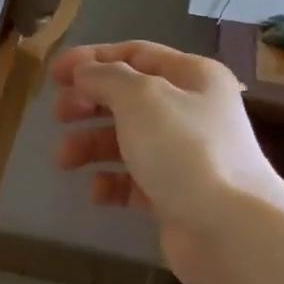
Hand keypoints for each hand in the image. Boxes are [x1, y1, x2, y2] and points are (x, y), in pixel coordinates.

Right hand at [51, 41, 283, 283]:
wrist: (229, 229)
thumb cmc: (184, 150)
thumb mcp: (140, 98)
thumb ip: (106, 77)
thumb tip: (85, 71)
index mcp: (193, 77)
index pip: (136, 54)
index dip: (92, 59)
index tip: (54, 75)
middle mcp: (192, 111)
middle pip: (128, 98)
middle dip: (89, 104)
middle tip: (59, 116)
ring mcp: (185, 156)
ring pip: (127, 140)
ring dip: (91, 145)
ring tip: (64, 160)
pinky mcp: (176, 195)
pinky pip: (135, 181)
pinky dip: (112, 183)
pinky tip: (97, 192)